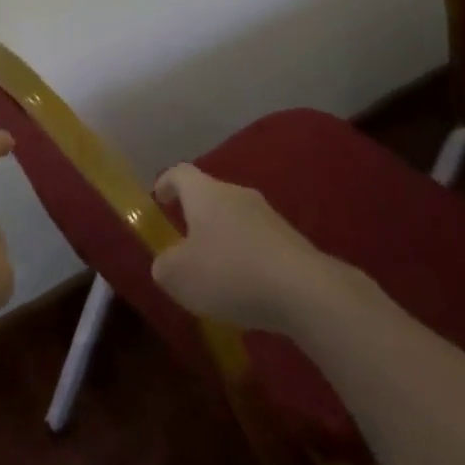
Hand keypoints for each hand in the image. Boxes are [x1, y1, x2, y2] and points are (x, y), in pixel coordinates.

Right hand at [151, 163, 352, 333]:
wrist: (306, 291)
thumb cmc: (230, 273)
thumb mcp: (179, 276)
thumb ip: (164, 266)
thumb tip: (166, 263)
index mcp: (205, 193)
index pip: (179, 173)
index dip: (166, 183)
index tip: (158, 199)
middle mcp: (236, 194)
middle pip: (210, 195)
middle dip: (195, 216)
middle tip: (184, 244)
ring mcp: (268, 216)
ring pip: (236, 219)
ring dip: (223, 239)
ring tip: (216, 272)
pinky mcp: (292, 241)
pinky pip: (259, 242)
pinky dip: (247, 258)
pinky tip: (247, 288)